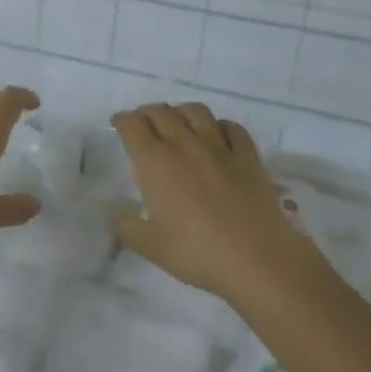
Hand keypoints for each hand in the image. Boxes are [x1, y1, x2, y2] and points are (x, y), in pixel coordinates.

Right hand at [112, 102, 328, 311]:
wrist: (257, 259)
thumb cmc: (196, 252)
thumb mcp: (149, 246)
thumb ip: (126, 227)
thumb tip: (113, 215)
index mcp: (156, 162)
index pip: (133, 126)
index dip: (122, 120)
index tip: (118, 123)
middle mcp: (186, 145)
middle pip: (162, 113)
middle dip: (147, 113)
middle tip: (143, 124)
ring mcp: (221, 148)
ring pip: (197, 112)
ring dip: (181, 112)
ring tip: (177, 123)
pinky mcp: (249, 157)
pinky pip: (232, 128)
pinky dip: (219, 126)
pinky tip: (217, 136)